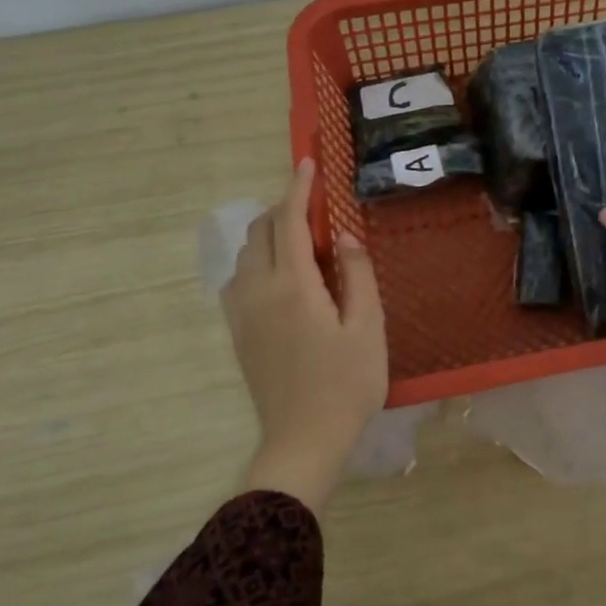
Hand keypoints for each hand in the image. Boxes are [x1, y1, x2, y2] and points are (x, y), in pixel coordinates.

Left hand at [220, 159, 386, 511]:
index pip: (288, 221)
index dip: (299, 189)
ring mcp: (242, 313)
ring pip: (245, 255)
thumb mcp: (368, 327)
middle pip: (260, 232)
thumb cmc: (346, 384)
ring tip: (303, 244)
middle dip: (283, 209)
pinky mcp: (238, 333)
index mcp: (293, 286)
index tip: (308, 164)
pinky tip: (283, 278)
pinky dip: (257, 262)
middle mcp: (258, 291)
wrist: (303, 440)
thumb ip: (357, 274)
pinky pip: (239, 280)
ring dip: (269, 236)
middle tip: (316, 211)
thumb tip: (342, 236)